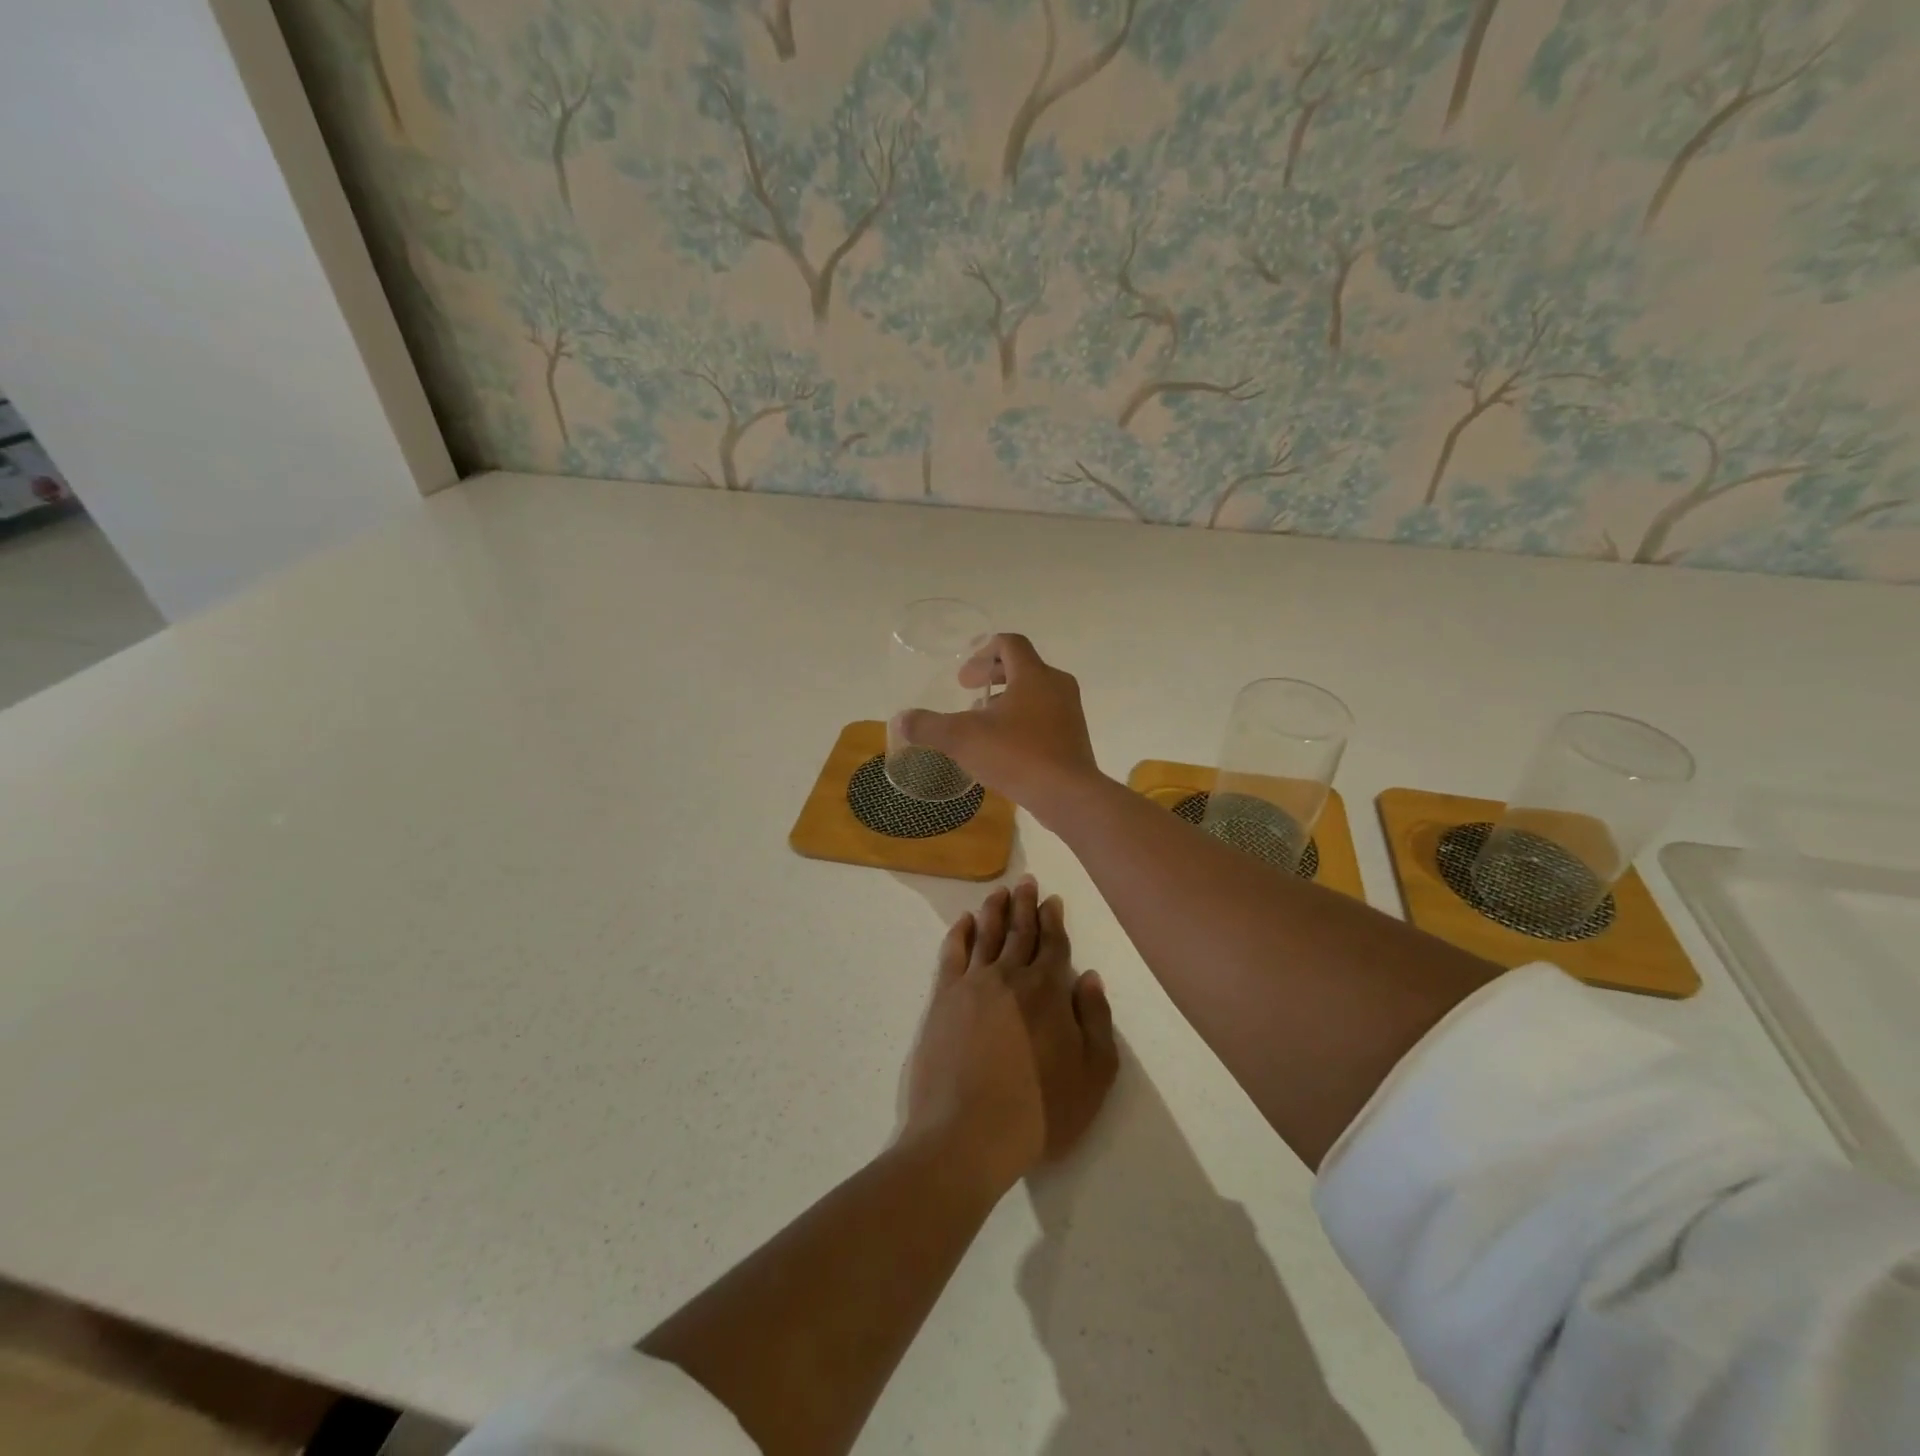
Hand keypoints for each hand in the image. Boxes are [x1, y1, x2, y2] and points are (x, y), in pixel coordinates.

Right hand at [892, 634, 1101, 824]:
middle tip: (968, 692)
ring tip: (983, 722)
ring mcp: (1069, 712)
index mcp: (1033, 674)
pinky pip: (1045, 716)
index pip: (1009, 644)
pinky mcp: (1073, 737)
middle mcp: (1056, 685)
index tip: (963, 676)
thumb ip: (928, 726)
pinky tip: (1004, 746)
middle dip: (992, 675)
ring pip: (1035, 692)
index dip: (982, 651)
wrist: (1068, 795)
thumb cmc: (1017, 755)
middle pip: (1022, 666)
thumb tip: (901, 719)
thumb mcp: (962, 739)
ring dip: (1007, 699)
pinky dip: (1022, 719)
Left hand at [903, 877, 1118, 1193]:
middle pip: (1019, 931)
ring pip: (986, 935)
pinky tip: (963, 921)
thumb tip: (1090, 977)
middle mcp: (1010, 976)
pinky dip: (959, 933)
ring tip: (999, 891)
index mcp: (1048, 991)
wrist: (968, 1133)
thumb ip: (1096, 1021)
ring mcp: (973, 984)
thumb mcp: (1093, 1075)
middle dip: (1025, 904)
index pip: (1053, 944)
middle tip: (1026, 881)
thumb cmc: (1039, 1111)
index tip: (1052, 899)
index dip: (1054, 920)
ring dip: (994, 910)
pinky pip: (952, 954)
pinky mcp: (943, 999)